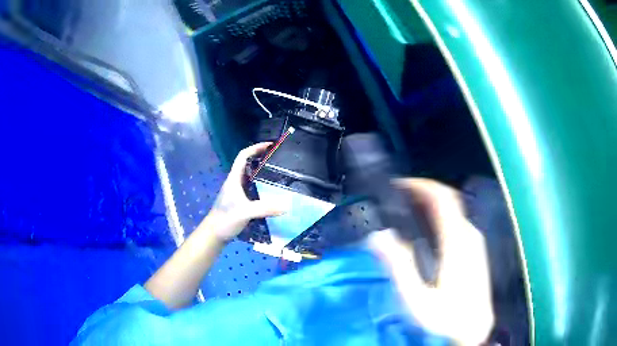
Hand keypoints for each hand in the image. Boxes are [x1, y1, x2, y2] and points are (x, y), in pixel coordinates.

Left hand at [207, 142, 286, 241]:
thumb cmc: (225, 220)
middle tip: (278, 159)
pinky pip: (251, 188)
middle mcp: (235, 183)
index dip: (255, 148)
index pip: (243, 156)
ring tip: (277, 173)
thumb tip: (287, 205)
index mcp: (234, 179)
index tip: (270, 145)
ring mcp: (236, 192)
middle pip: (247, 164)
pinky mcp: (239, 202)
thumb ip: (265, 209)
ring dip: (261, 172)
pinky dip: (261, 186)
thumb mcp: (245, 212)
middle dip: (261, 158)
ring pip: (250, 177)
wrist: (214, 234)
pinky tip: (270, 193)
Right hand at [369, 178, 493, 344]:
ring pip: (454, 211)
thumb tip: (378, 235)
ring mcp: (476, 243)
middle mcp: (470, 235)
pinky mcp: (476, 252)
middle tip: (397, 198)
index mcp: (457, 241)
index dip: (422, 185)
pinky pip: (457, 223)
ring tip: (407, 211)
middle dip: (424, 193)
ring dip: (431, 205)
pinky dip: (440, 218)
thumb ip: (400, 266)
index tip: (399, 184)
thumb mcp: (417, 298)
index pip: (443, 198)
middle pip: (449, 200)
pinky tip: (427, 232)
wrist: (473, 332)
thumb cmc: (445, 319)